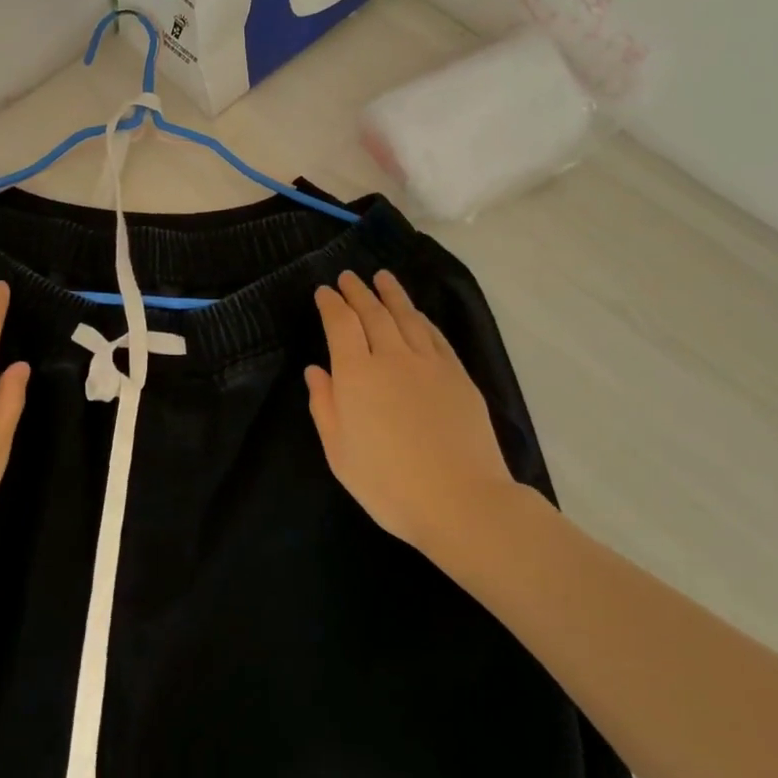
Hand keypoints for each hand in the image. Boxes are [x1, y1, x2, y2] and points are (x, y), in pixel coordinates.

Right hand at [306, 271, 517, 559]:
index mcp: (357, 375)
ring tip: (382, 277)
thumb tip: (316, 371)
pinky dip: (421, 318)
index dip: (331, 305)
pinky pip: (435, 335)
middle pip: (372, 313)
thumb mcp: (340, 453)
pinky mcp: (458, 375)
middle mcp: (391, 358)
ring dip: (391, 294)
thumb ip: (325, 406)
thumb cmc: (389, 484)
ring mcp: (429, 364)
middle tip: (348, 276)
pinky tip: (416, 313)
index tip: (324, 291)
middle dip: (358, 292)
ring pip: (406, 317)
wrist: (461, 501)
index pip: (341, 325)